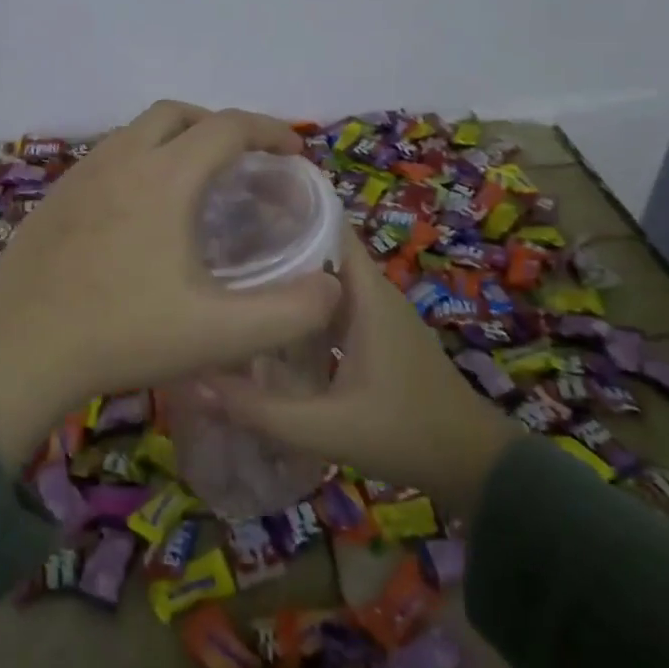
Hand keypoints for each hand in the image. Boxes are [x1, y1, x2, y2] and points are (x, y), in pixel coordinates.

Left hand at [0, 101, 343, 464]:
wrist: (17, 353)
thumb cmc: (121, 335)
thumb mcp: (219, 334)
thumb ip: (288, 312)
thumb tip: (332, 287)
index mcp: (164, 178)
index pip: (228, 127)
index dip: (269, 131)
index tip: (293, 154)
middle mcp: (120, 160)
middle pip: (178, 113)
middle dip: (219, 125)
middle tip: (244, 162)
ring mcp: (79, 176)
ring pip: (136, 132)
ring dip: (175, 140)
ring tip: (196, 183)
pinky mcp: (53, 199)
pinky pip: (107, 158)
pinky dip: (138, 162)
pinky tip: (140, 211)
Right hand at [210, 227, 522, 516]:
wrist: (473, 465)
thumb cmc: (405, 433)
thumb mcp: (326, 428)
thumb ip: (259, 410)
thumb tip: (195, 382)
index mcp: (366, 293)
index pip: (327, 224)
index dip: (286, 208)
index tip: (237, 203)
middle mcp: (372, 292)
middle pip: (319, 248)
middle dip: (273, 241)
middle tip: (216, 243)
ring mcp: (377, 314)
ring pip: (324, 279)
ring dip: (286, 276)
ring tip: (230, 276)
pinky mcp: (377, 335)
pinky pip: (332, 304)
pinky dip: (301, 305)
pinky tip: (267, 322)